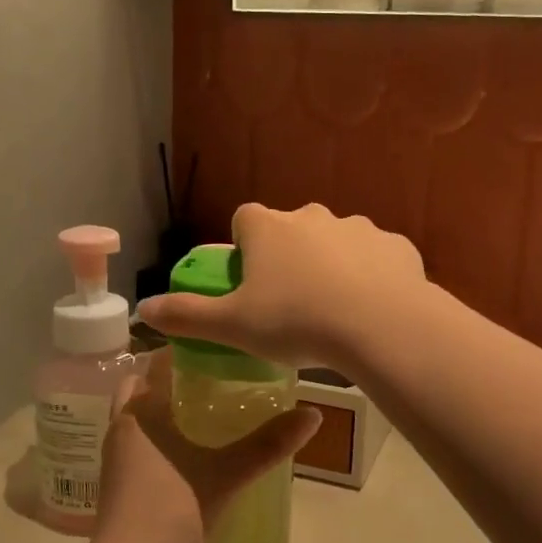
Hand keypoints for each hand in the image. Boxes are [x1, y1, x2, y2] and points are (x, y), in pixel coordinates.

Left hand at [85, 351, 320, 542]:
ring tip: (208, 411)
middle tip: (214, 379)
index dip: (184, 351)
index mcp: (140, 411)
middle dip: (171, 380)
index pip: (156, 363)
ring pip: (139, 418)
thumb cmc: (174, 510)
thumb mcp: (228, 474)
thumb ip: (268, 444)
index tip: (218, 348)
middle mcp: (121, 426)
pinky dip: (160, 438)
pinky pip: (139, 445)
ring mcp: (115, 458)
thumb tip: (314, 415)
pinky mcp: (118, 485)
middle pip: (142, 388)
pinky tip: (191, 452)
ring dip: (165, 410)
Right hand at [138, 204, 425, 372]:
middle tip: (290, 302)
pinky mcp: (396, 245)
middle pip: (292, 229)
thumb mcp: (233, 326)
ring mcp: (359, 227)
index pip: (245, 219)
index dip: (244, 246)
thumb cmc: (296, 322)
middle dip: (289, 256)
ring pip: (336, 242)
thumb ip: (186, 316)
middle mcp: (312, 216)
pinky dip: (371, 276)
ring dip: (332, 265)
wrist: (381, 326)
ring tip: (335, 310)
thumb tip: (144, 310)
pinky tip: (372, 309)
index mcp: (269, 228)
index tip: (248, 279)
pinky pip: (376, 257)